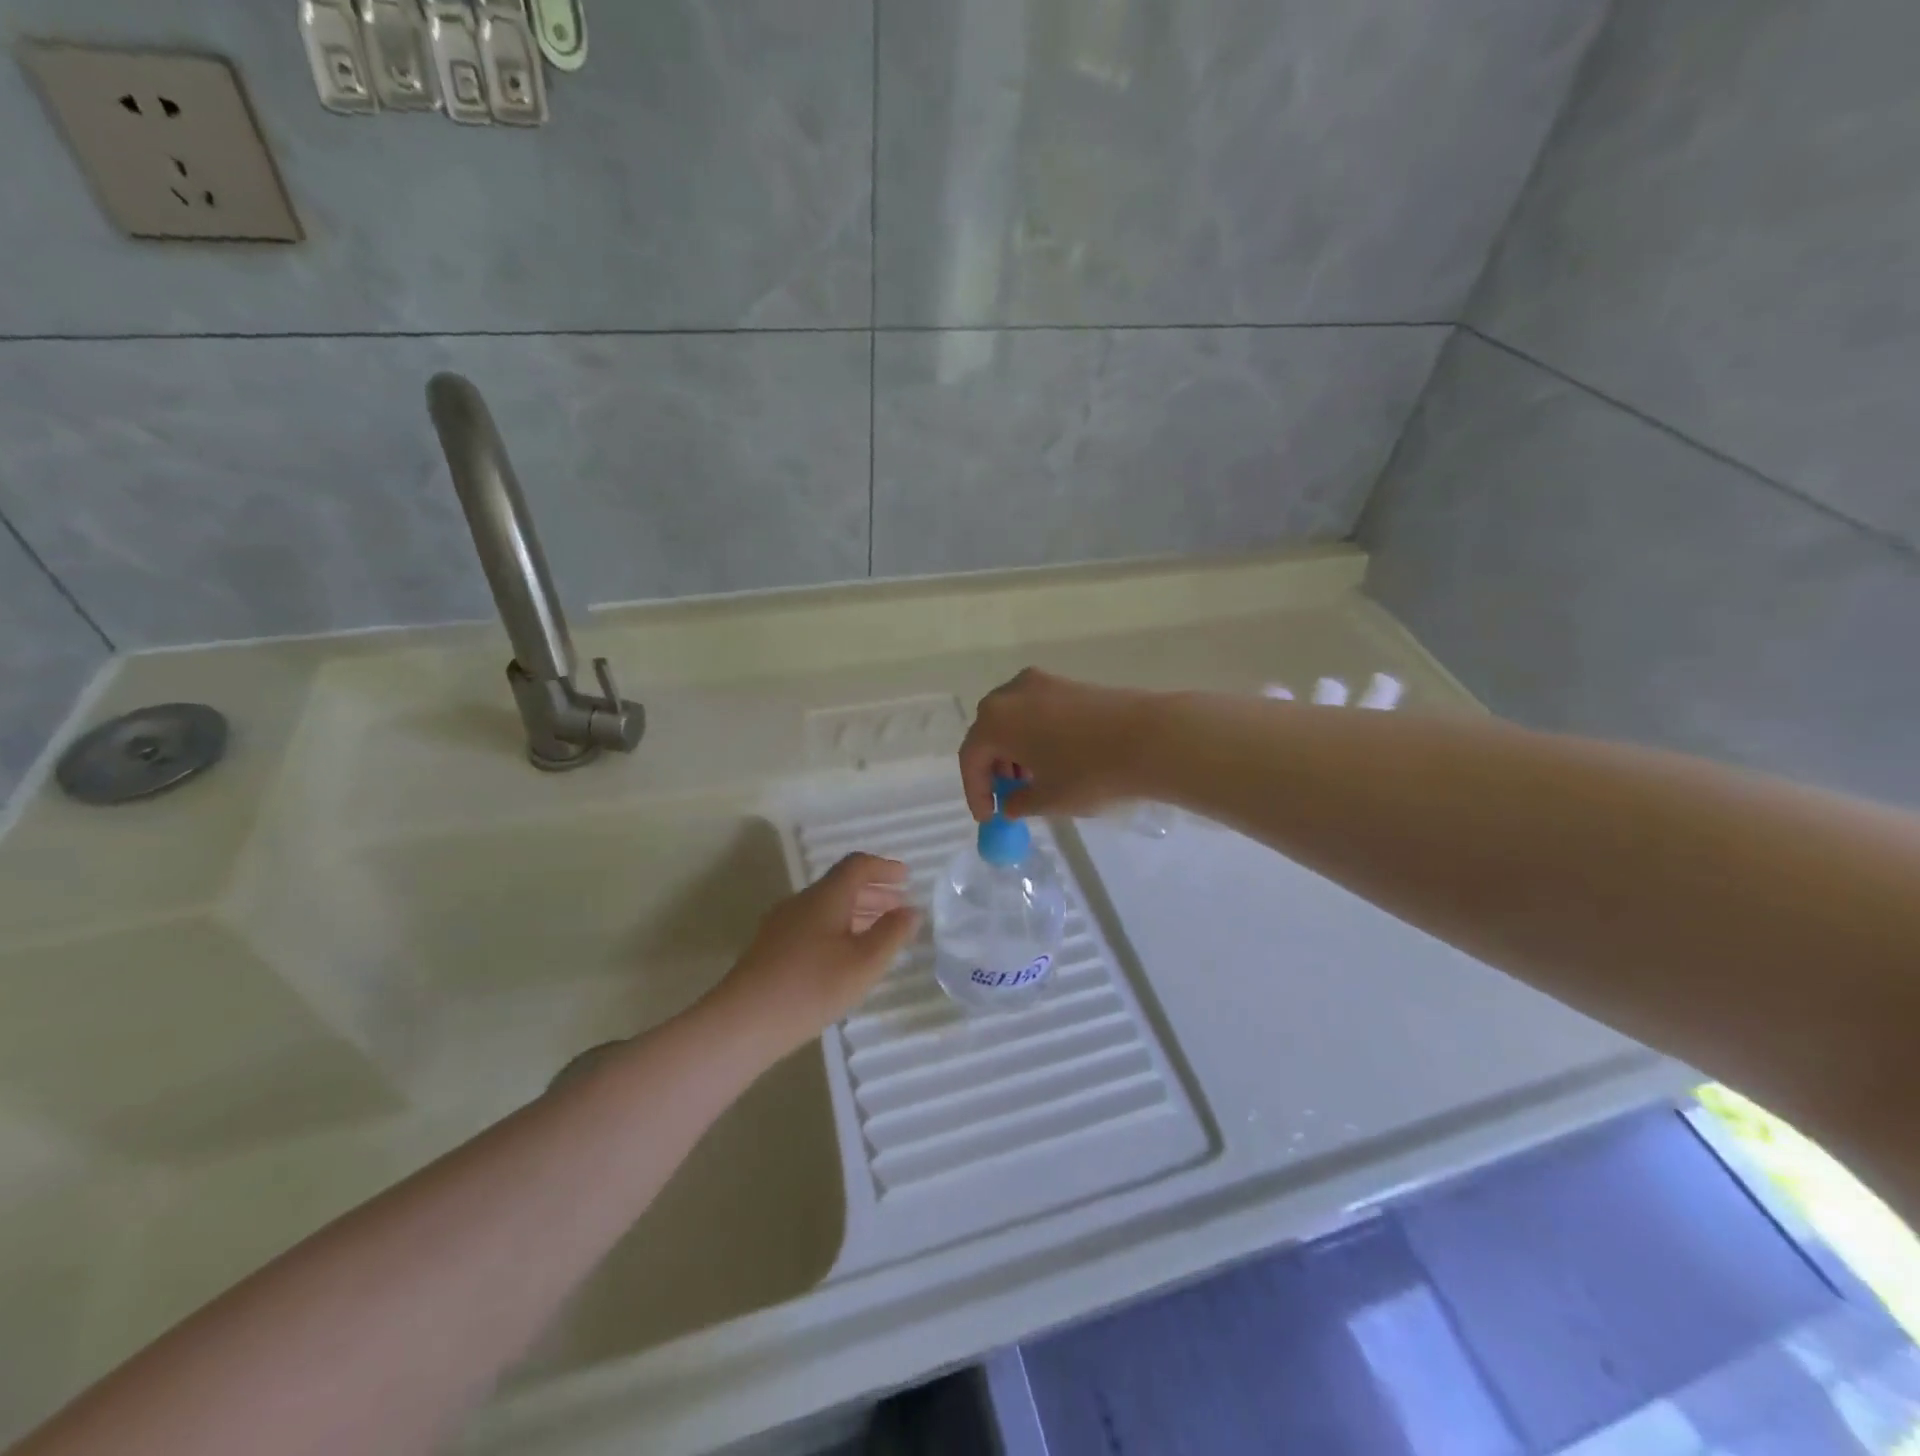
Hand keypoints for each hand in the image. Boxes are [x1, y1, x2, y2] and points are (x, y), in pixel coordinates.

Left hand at [704, 853, 920, 1058]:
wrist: (743, 1022)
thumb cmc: (811, 986)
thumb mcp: (864, 962)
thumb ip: (892, 934)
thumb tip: (911, 910)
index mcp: (826, 896)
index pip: (857, 866)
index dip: (884, 868)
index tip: (907, 877)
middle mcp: (801, 902)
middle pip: (841, 885)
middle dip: (873, 892)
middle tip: (899, 907)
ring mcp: (782, 924)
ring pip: (826, 907)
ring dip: (856, 913)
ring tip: (878, 933)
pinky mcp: (771, 948)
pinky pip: (812, 925)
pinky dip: (837, 929)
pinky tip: (844, 957)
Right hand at [959, 668, 1163, 821]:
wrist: (1151, 738)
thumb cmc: (1089, 772)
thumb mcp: (1049, 799)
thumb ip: (1019, 803)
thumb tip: (1010, 803)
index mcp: (996, 720)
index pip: (971, 757)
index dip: (976, 791)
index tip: (988, 816)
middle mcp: (1012, 693)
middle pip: (989, 732)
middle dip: (994, 766)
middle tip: (1007, 795)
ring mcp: (1043, 683)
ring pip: (1014, 719)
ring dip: (1014, 750)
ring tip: (1033, 780)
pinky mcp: (1069, 683)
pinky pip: (1037, 711)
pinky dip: (1035, 735)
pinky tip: (1055, 759)